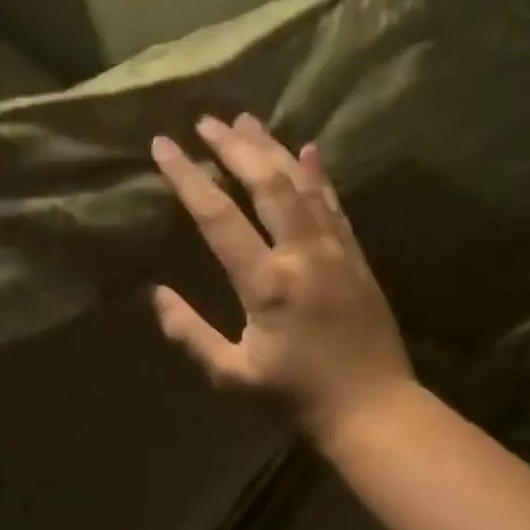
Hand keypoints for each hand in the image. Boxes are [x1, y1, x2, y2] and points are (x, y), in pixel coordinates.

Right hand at [150, 114, 413, 439]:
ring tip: (245, 119)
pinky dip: (318, 173)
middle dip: (234, 147)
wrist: (373, 409)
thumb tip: (157, 294)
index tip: (163, 145)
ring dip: (271, 149)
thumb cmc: (295, 398)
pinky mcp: (357, 257)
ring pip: (303, 184)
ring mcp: (336, 251)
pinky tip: (307, 150)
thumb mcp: (232, 376)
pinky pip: (334, 204)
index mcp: (268, 284)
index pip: (219, 217)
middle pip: (267, 183)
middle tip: (205, 120)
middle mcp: (303, 254)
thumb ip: (190, 334)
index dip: (188, 178)